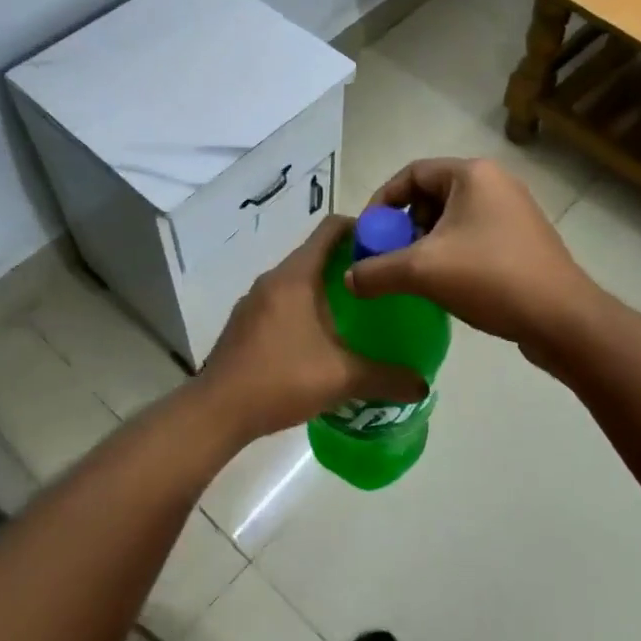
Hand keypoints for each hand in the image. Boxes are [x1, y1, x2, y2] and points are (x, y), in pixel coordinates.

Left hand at [193, 214, 427, 443]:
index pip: (331, 229)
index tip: (387, 248)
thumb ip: (386, 378)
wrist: (217, 411)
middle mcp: (273, 279)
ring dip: (325, 287)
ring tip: (356, 311)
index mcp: (296, 276)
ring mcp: (254, 300)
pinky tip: (320, 338)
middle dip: (349, 262)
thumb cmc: (281, 379)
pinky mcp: (245, 322)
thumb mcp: (342, 378)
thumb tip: (422, 384)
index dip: (362, 229)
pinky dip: (304, 306)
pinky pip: (282, 300)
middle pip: (316, 253)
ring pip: (298, 279)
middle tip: (380, 284)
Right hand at [347, 157, 596, 352]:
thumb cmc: (490, 278)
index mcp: (472, 174)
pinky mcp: (523, 240)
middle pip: (431, 195)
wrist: (562, 318)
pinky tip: (445, 285)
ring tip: (415, 275)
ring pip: (452, 219)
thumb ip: (377, 271)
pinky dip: (451, 253)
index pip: (411, 173)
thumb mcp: (422, 271)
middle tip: (390, 257)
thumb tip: (348, 279)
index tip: (369, 234)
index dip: (382, 201)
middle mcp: (495, 183)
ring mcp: (513, 212)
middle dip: (404, 226)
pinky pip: (473, 236)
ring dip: (426, 243)